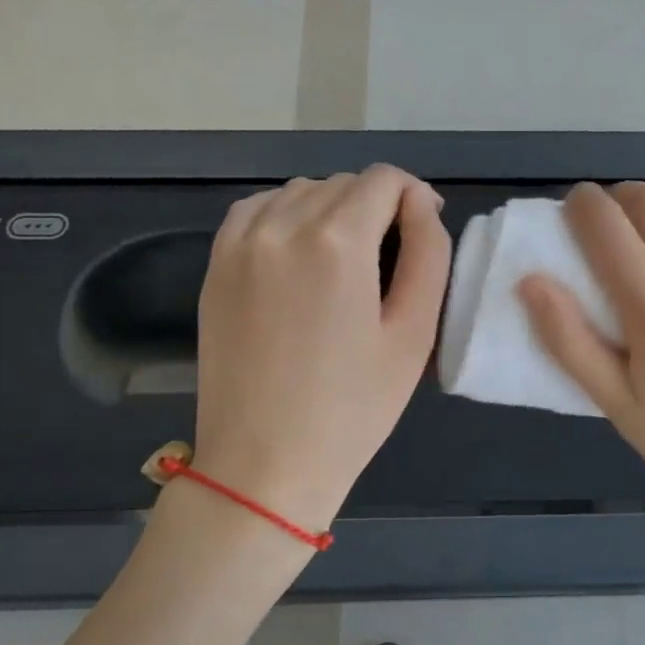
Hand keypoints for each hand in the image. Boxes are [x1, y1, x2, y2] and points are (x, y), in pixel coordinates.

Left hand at [193, 166, 450, 532]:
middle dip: (376, 205)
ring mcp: (240, 244)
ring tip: (346, 259)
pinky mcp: (216, 266)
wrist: (264, 464)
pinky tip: (299, 251)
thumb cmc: (353, 407)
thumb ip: (428, 253)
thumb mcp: (414, 333)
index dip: (413, 196)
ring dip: (331, 208)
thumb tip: (421, 202)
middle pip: (342, 184)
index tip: (422, 230)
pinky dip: (285, 215)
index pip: (383, 180)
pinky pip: (256, 210)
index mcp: (337, 241)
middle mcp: (282, 226)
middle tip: (390, 257)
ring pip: (299, 192)